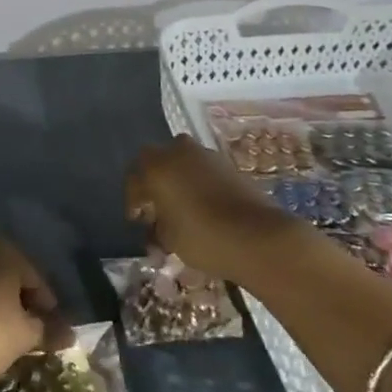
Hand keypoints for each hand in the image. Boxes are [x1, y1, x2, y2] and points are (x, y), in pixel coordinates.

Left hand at [0, 237, 64, 391]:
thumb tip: (70, 335)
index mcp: (7, 250)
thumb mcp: (25, 336)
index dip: (48, 309)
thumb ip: (49, 330)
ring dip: (1, 307)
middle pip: (12, 278)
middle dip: (24, 304)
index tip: (53, 334)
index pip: (37, 280)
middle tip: (32, 335)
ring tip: (8, 337)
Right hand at [125, 135, 291, 282]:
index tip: (138, 221)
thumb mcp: (168, 239)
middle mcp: (177, 151)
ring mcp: (206, 154)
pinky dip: (198, 184)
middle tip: (157, 210)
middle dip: (155, 184)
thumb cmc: (202, 236)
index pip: (134, 179)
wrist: (258, 236)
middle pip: (157, 163)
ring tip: (182, 210)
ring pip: (182, 163)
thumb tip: (155, 228)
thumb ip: (156, 229)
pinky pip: (203, 170)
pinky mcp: (228, 164)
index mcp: (156, 166)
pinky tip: (204, 207)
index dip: (133, 201)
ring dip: (178, 181)